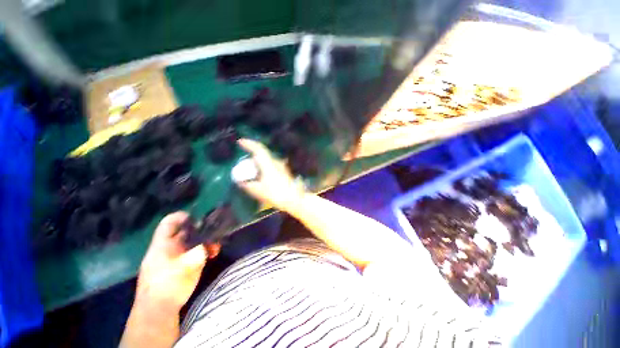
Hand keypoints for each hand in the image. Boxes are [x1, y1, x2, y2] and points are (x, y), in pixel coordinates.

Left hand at [136, 212, 219, 311]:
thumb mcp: (186, 266)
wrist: (158, 311)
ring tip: (217, 246)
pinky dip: (203, 251)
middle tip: (215, 231)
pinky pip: (193, 252)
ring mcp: (174, 257)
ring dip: (204, 242)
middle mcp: (168, 248)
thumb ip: (200, 251)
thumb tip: (212, 241)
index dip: (182, 216)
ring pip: (191, 242)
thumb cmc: (168, 285)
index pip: (169, 223)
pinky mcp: (180, 266)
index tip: (199, 216)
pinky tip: (212, 254)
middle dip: (200, 229)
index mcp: (162, 245)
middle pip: (184, 231)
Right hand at [236, 139, 306, 212]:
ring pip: (267, 161)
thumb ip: (248, 185)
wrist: (294, 199)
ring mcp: (282, 167)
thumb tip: (241, 182)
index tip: (240, 142)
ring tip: (252, 172)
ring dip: (259, 163)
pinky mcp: (285, 172)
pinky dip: (264, 168)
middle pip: (263, 154)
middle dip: (253, 155)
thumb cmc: (275, 194)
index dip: (249, 144)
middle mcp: (276, 162)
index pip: (258, 149)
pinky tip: (262, 178)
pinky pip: (271, 166)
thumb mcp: (258, 191)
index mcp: (268, 164)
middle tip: (244, 162)